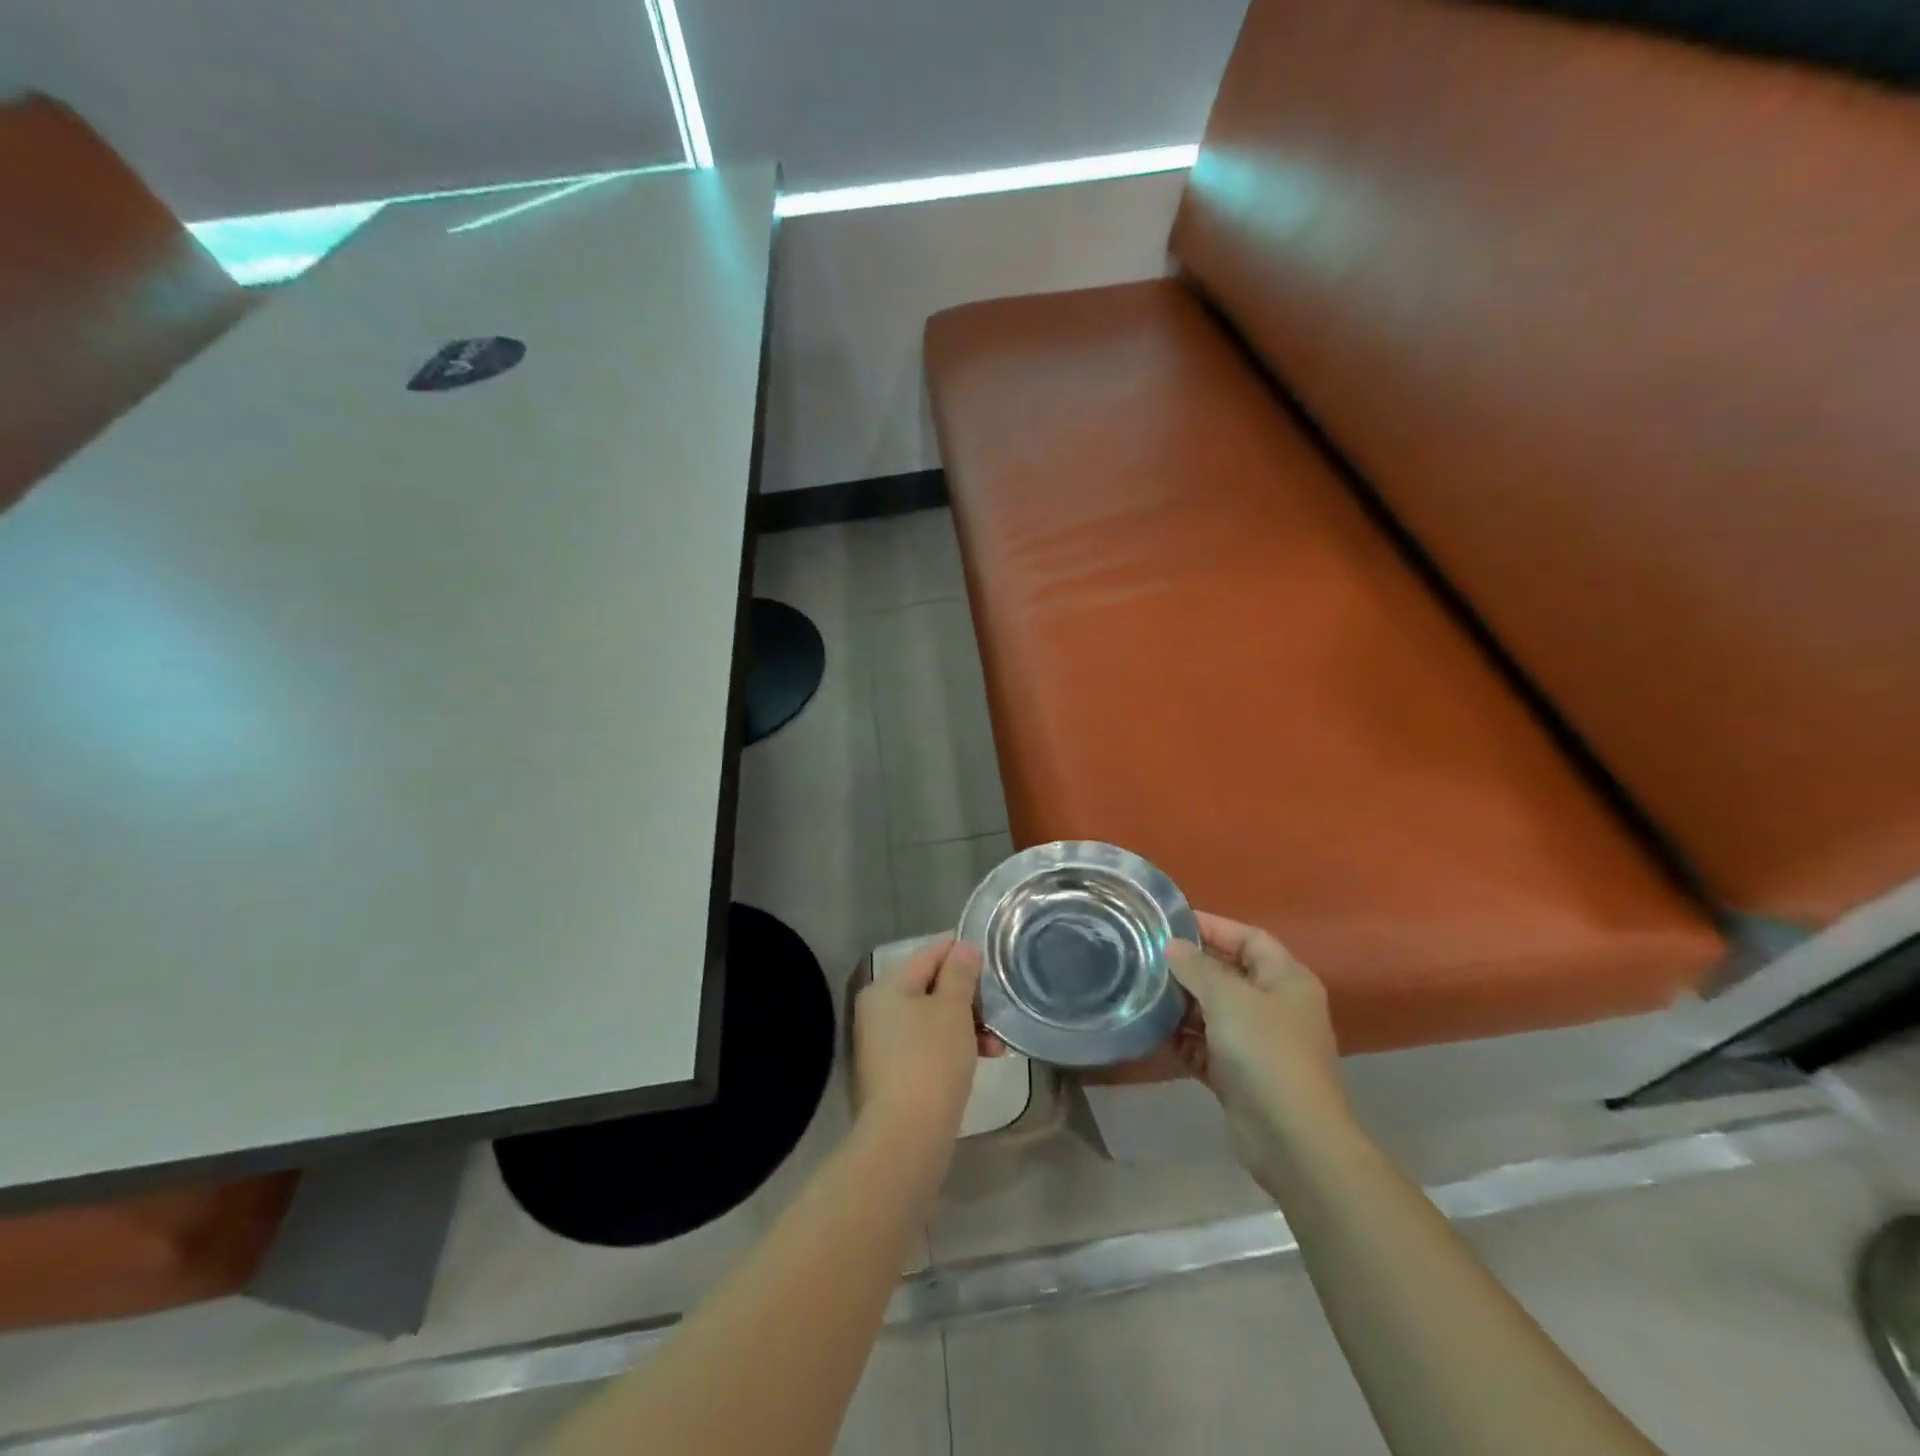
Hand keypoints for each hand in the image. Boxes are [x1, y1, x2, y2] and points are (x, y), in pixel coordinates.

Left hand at [852, 936, 997, 1146]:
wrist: (907, 1136)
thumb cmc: (931, 1060)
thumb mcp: (953, 1009)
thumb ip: (960, 973)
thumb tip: (964, 947)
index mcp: (887, 987)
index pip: (928, 953)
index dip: (960, 950)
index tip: (991, 953)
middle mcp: (879, 1011)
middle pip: (931, 988)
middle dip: (968, 996)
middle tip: (999, 1006)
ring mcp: (884, 1044)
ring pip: (933, 1020)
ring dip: (967, 1025)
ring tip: (999, 1044)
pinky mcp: (893, 1074)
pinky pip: (929, 1046)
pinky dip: (954, 1047)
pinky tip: (984, 1058)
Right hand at [1166, 913, 1345, 1190]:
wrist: (1293, 1139)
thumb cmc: (1266, 1053)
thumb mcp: (1229, 998)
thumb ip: (1197, 967)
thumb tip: (1173, 946)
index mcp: (1286, 979)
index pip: (1248, 937)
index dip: (1213, 926)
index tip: (1170, 922)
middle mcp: (1276, 1006)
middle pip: (1229, 973)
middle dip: (1191, 965)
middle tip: (1148, 956)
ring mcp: (1259, 1043)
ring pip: (1215, 1011)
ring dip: (1182, 1003)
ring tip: (1143, 990)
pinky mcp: (1241, 1075)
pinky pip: (1207, 1046)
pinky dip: (1184, 1039)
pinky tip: (1153, 1031)